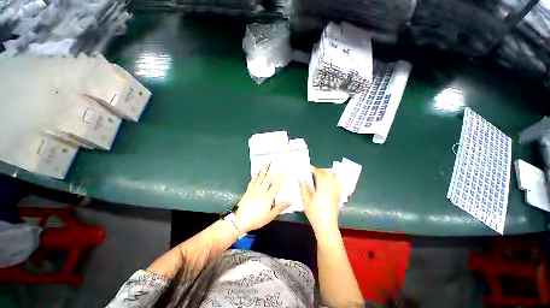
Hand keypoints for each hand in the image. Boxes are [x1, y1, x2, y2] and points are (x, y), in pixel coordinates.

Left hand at [235, 163, 288, 232]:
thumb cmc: (256, 220)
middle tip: (272, 159)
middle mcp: (261, 191)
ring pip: (260, 176)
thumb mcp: (270, 216)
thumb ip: (280, 207)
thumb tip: (290, 200)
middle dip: (270, 167)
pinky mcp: (248, 190)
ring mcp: (254, 189)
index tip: (282, 170)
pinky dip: (256, 174)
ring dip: (263, 168)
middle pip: (267, 177)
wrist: (238, 221)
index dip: (279, 177)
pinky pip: (253, 180)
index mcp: (268, 197)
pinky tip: (257, 170)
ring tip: (266, 161)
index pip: (275, 185)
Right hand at [300, 166, 341, 230]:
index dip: (313, 169)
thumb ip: (304, 188)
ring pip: (334, 176)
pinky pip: (339, 183)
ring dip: (327, 173)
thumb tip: (302, 179)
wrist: (326, 225)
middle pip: (327, 173)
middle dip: (320, 170)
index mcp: (322, 186)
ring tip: (321, 175)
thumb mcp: (305, 200)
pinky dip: (335, 178)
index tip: (308, 168)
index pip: (319, 173)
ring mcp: (336, 191)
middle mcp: (331, 186)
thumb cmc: (314, 212)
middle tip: (312, 172)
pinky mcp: (339, 195)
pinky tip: (329, 181)